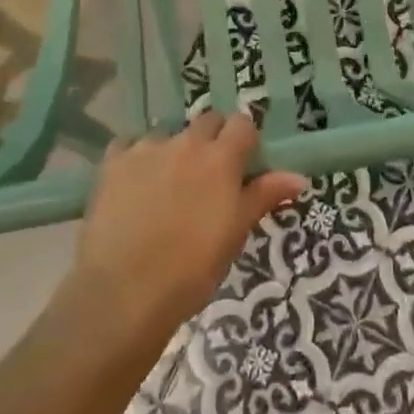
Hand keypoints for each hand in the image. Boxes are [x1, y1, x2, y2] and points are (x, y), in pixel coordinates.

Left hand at [72, 113, 305, 341]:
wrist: (124, 292)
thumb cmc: (191, 270)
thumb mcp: (235, 234)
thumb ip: (264, 196)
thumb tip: (299, 176)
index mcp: (221, 158)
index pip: (242, 123)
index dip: (244, 140)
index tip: (242, 164)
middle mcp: (187, 142)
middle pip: (207, 121)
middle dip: (212, 139)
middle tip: (208, 176)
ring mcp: (147, 148)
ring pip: (169, 134)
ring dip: (174, 150)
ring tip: (166, 186)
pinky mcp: (114, 161)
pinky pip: (129, 145)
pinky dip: (136, 158)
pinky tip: (133, 185)